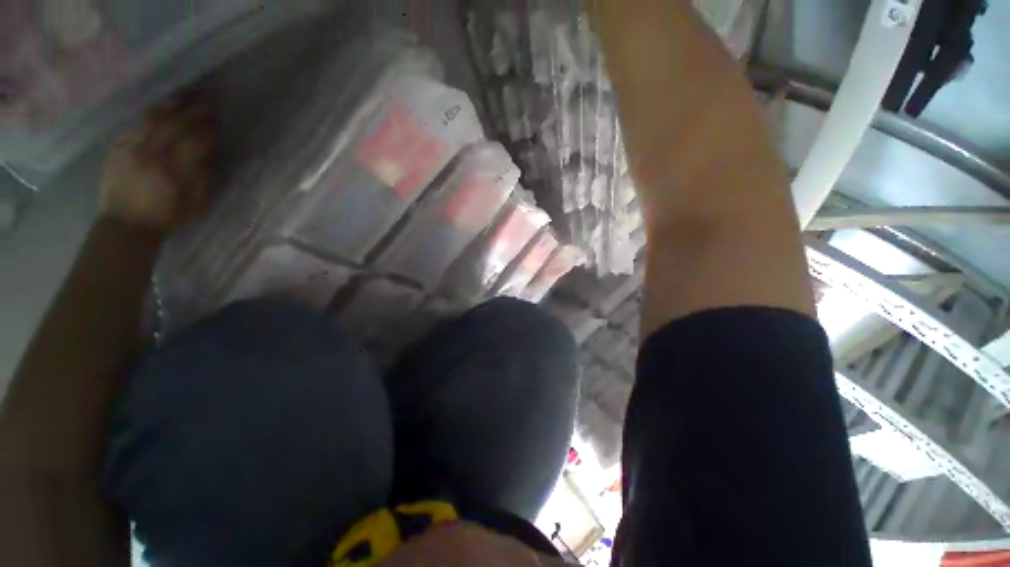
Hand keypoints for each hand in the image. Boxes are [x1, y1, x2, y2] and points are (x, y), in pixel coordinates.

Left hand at [99, 94, 215, 232]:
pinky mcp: (118, 148)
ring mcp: (132, 149)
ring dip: (172, 104)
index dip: (207, 127)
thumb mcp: (197, 205)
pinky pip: (137, 125)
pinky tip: (162, 109)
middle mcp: (152, 155)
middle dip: (193, 109)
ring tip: (186, 94)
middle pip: (175, 124)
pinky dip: (152, 115)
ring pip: (153, 119)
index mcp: (175, 172)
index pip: (195, 141)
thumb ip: (203, 178)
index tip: (218, 117)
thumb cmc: (167, 217)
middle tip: (207, 96)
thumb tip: (208, 154)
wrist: (126, 224)